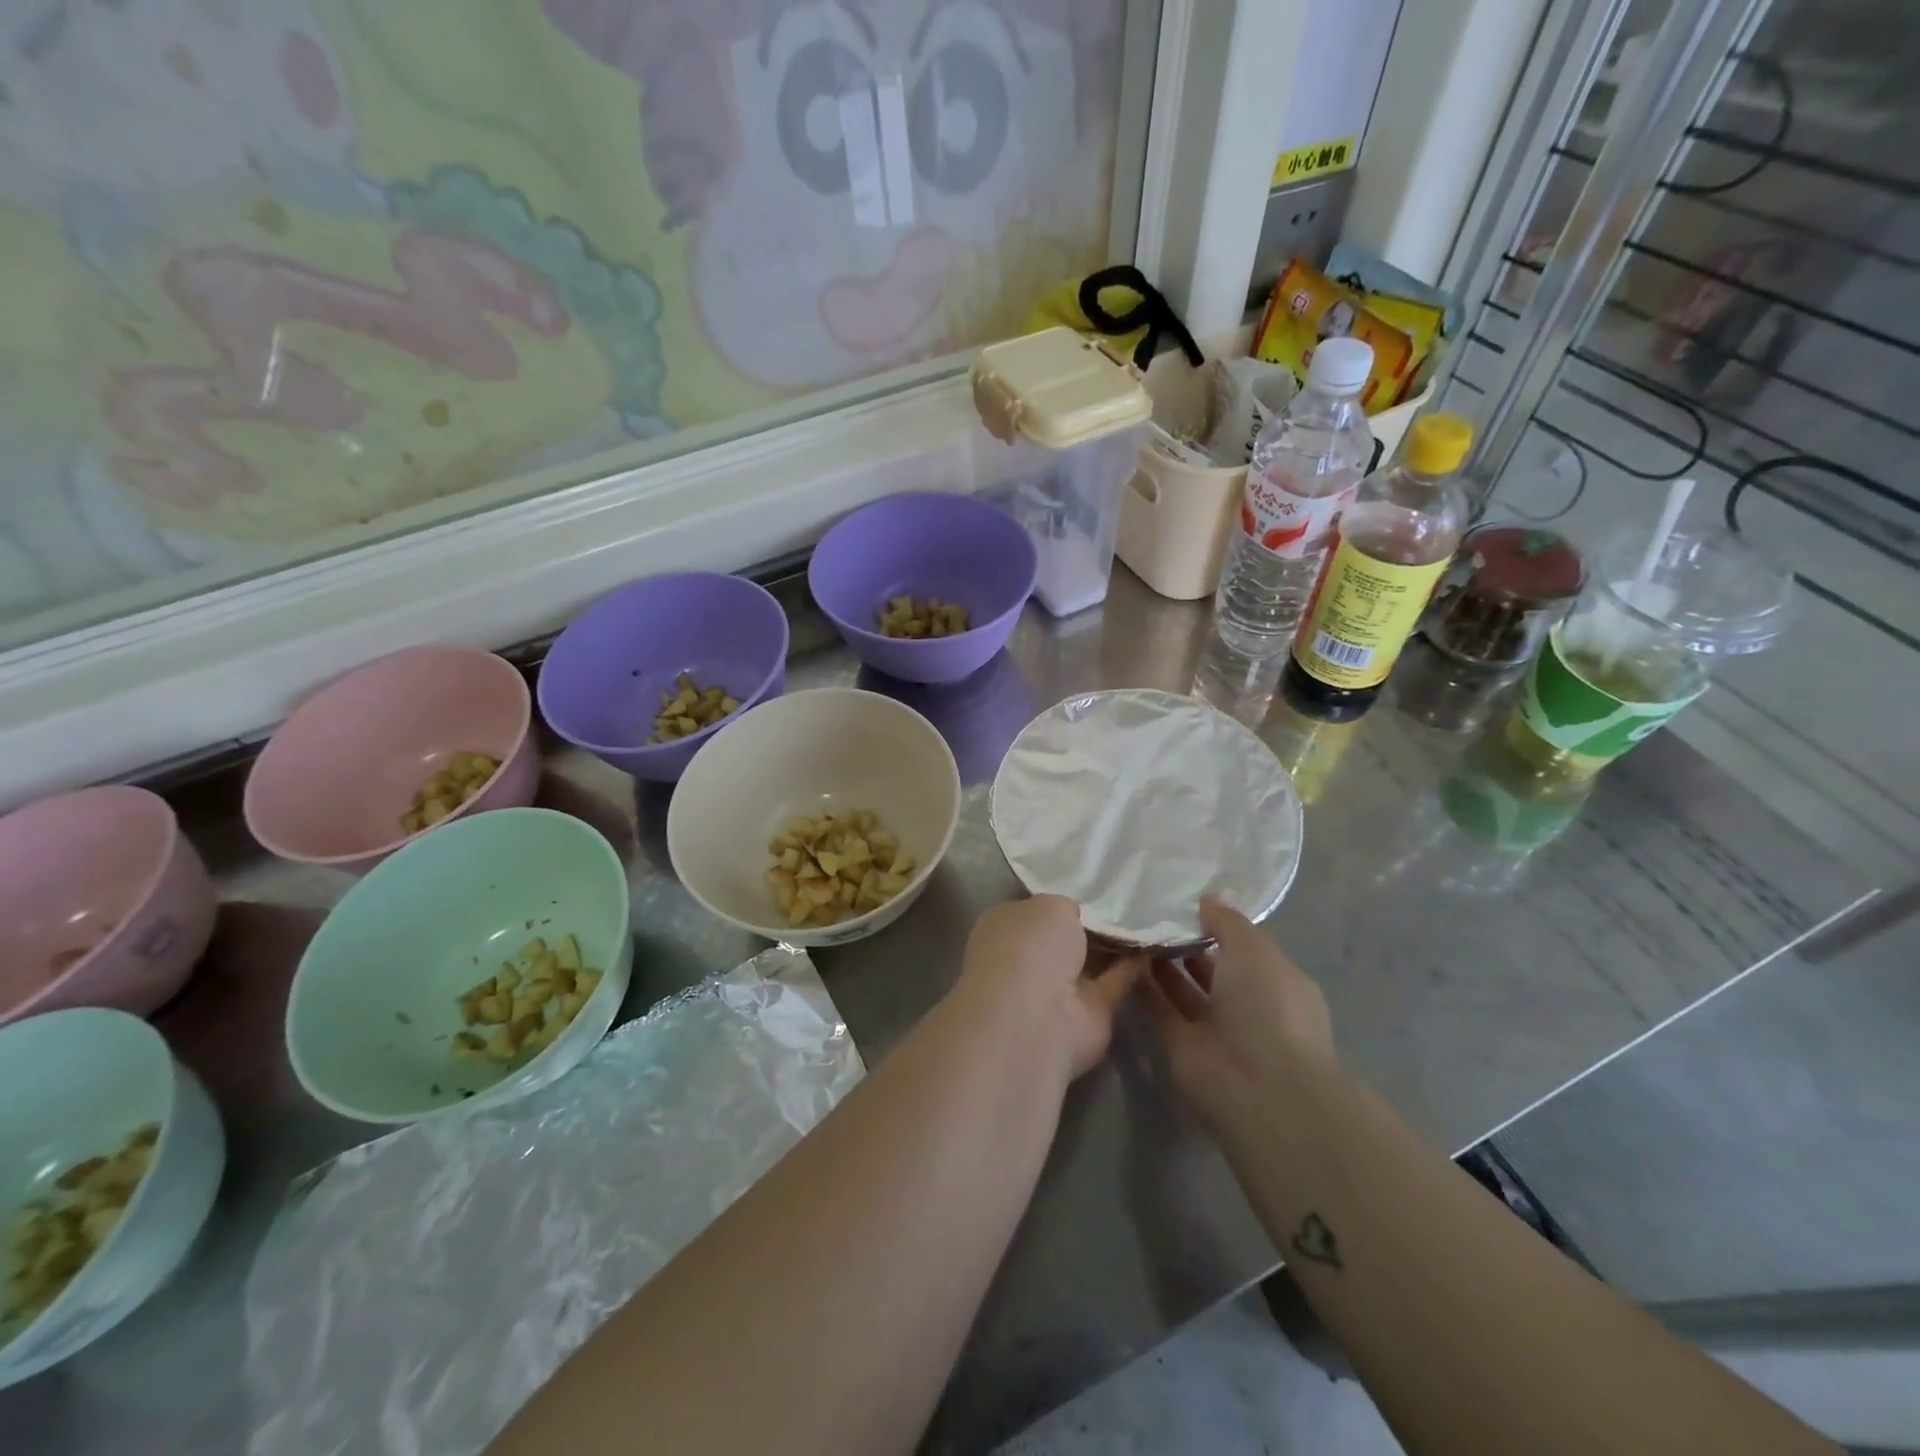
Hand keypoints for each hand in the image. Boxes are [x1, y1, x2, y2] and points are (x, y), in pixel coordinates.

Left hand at [954, 896, 1142, 1079]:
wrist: (1036, 1017)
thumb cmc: (1030, 946)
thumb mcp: (1049, 905)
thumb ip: (1063, 909)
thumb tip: (1072, 916)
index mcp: (1003, 928)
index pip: (1031, 910)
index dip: (1055, 900)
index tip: (1085, 890)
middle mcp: (1025, 960)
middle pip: (1060, 939)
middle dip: (1084, 925)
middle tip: (1122, 903)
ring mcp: (1054, 990)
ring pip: (1086, 963)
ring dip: (1110, 948)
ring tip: (1144, 921)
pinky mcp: (1086, 1015)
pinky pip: (1111, 983)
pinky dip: (1130, 969)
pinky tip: (1152, 947)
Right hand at [1141, 896, 1337, 1144]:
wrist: (1258, 1085)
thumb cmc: (1268, 1006)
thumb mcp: (1253, 949)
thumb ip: (1227, 922)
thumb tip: (1207, 899)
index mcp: (1275, 981)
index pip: (1244, 948)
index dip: (1217, 925)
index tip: (1184, 901)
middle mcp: (1247, 1005)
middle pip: (1212, 969)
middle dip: (1186, 944)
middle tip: (1149, 912)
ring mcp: (1215, 1029)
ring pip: (1183, 990)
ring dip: (1161, 964)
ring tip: (1132, 929)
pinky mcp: (1183, 1047)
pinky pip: (1160, 1010)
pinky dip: (1144, 989)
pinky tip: (1123, 959)